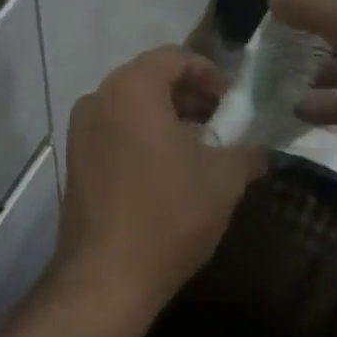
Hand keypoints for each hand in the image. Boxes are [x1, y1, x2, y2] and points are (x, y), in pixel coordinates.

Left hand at [56, 48, 266, 317]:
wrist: (105, 279)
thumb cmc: (168, 215)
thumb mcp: (224, 179)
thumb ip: (247, 151)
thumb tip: (261, 148)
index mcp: (131, 88)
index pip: (175, 57)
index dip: (210, 73)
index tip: (234, 102)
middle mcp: (99, 98)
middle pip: (151, 79)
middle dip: (191, 96)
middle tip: (223, 123)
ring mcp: (81, 129)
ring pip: (132, 106)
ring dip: (168, 117)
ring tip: (201, 148)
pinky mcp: (75, 159)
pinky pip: (115, 130)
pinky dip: (144, 135)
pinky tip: (169, 170)